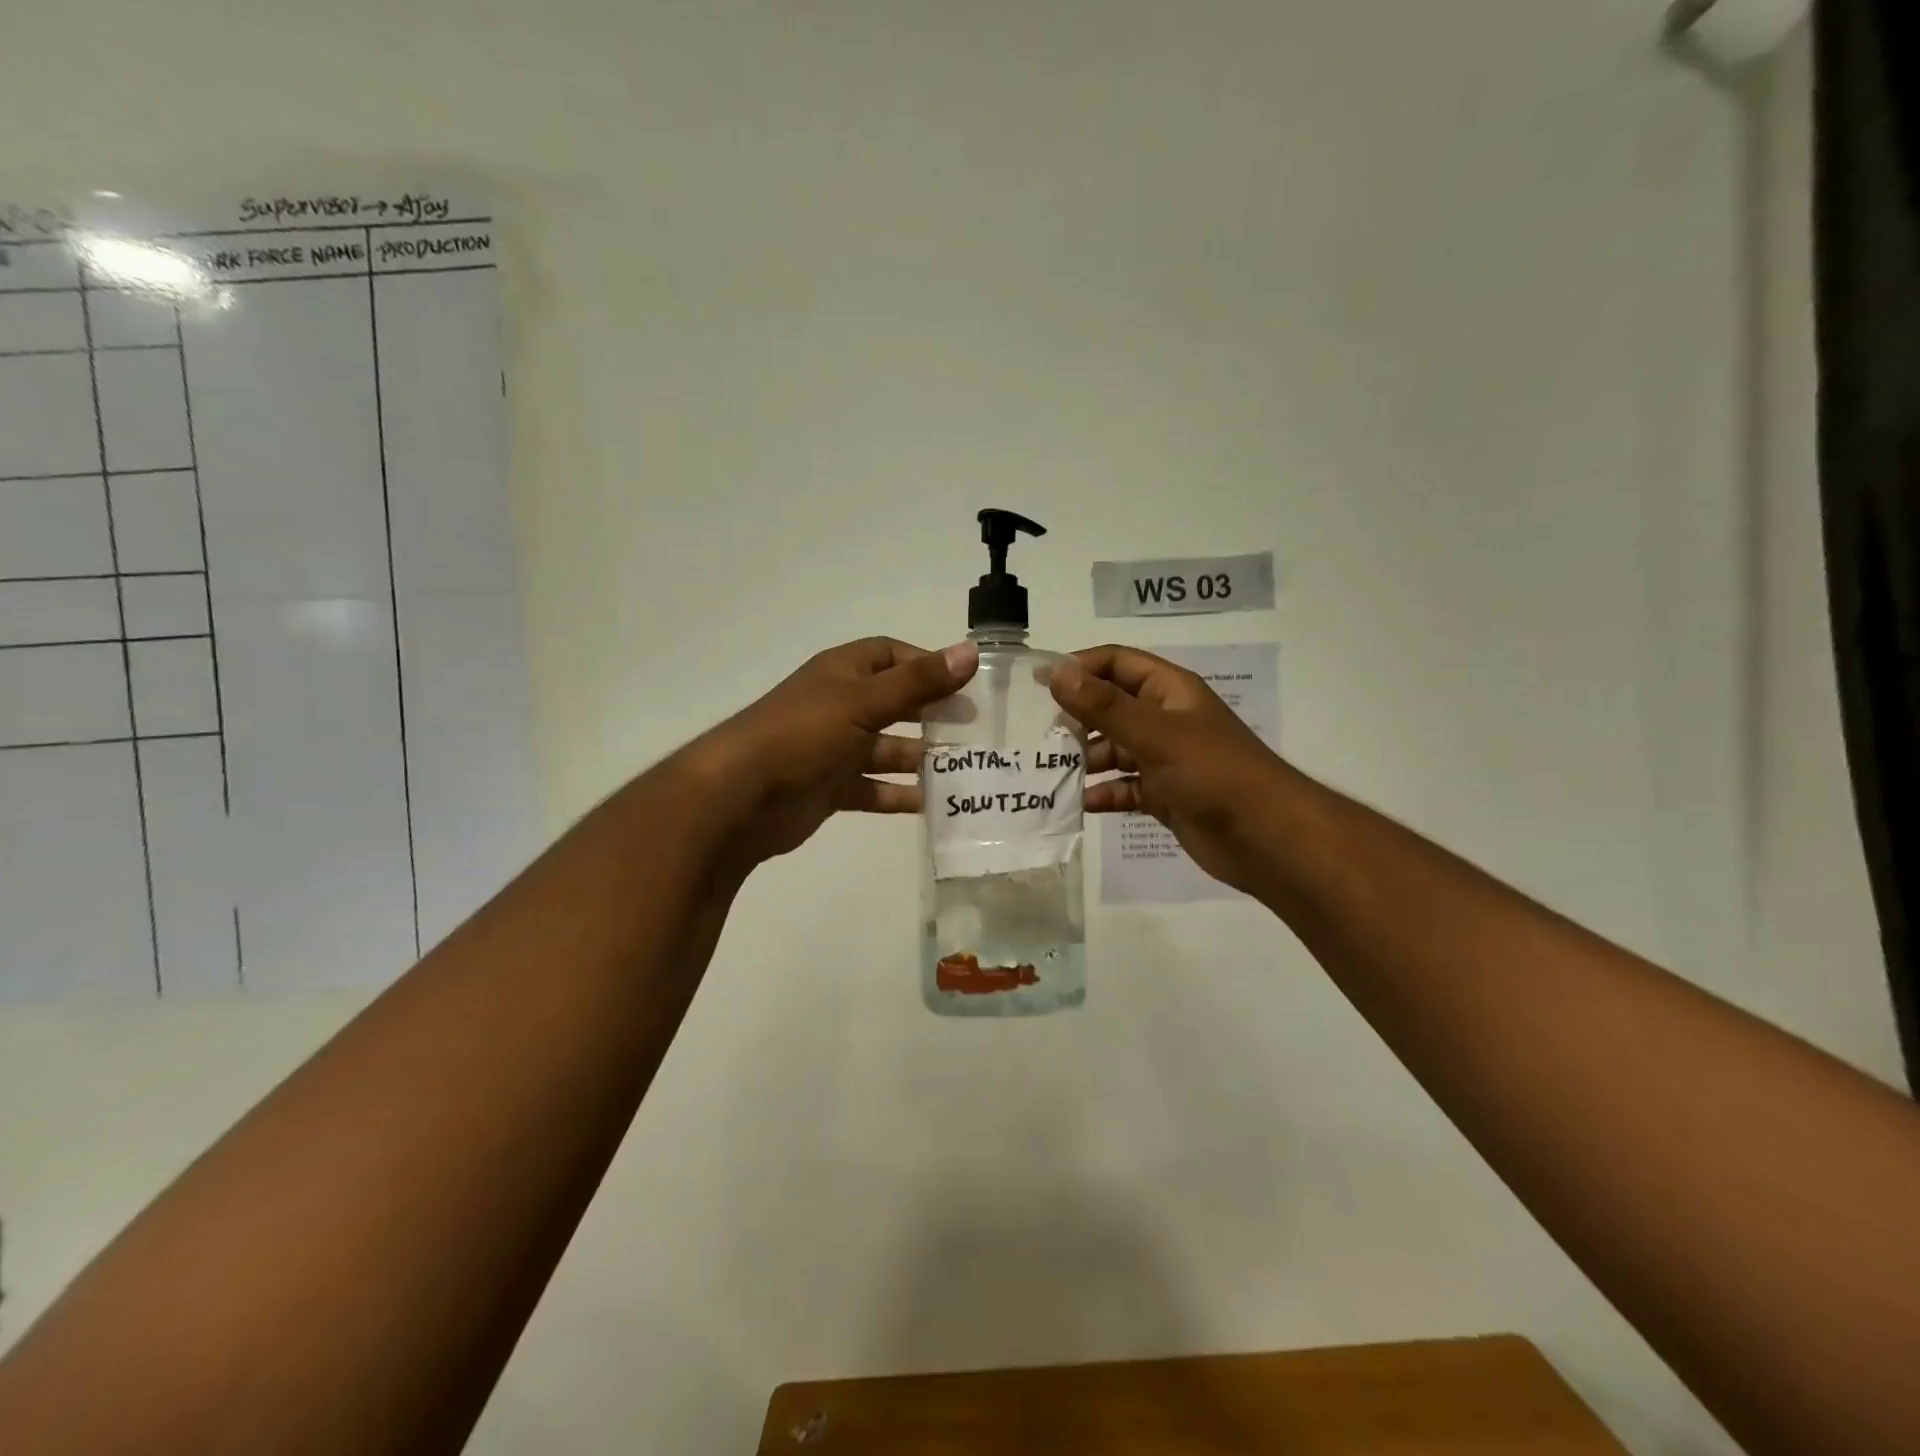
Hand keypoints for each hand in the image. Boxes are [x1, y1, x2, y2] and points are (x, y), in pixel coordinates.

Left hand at [690, 637, 978, 867]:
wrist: (740, 797)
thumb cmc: (803, 734)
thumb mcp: (863, 702)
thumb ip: (918, 683)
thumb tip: (970, 652)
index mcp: (843, 673)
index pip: (890, 655)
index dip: (926, 664)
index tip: (963, 683)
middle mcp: (840, 706)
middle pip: (895, 704)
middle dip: (931, 715)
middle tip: (974, 730)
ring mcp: (834, 749)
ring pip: (887, 750)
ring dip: (921, 760)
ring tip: (964, 772)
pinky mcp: (831, 788)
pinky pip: (874, 789)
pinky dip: (899, 795)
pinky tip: (933, 806)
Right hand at [1050, 645, 1287, 895]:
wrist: (1266, 838)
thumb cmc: (1214, 773)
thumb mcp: (1156, 733)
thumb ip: (1105, 706)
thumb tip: (1057, 674)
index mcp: (1169, 691)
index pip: (1116, 663)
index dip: (1079, 666)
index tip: (1038, 682)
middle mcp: (1165, 719)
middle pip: (1110, 707)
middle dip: (1076, 717)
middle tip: (1035, 733)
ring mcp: (1164, 759)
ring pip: (1114, 750)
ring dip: (1085, 759)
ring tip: (1048, 771)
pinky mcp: (1164, 795)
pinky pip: (1124, 787)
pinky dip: (1103, 793)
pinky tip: (1079, 804)